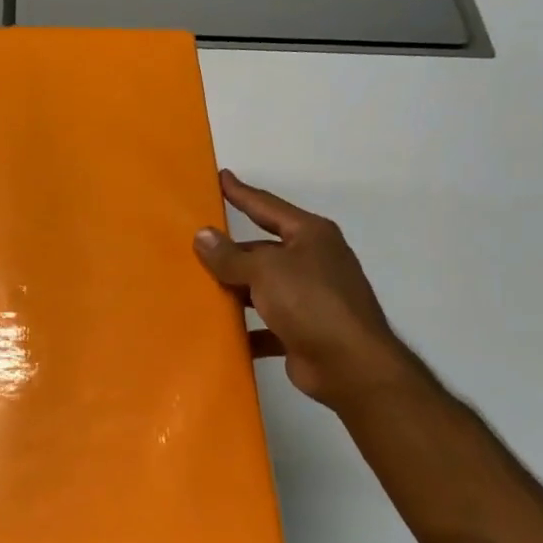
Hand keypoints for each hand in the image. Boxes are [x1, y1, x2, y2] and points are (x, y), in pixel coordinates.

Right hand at [195, 170, 420, 412]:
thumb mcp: (265, 270)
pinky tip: (219, 332)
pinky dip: (245, 328)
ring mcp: (310, 298)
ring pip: (262, 288)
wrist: (350, 365)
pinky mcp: (303, 331)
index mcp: (310, 236)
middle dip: (230, 252)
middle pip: (262, 250)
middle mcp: (313, 262)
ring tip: (196, 288)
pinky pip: (265, 324)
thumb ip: (230, 255)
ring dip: (234, 291)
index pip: (267, 207)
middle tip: (193, 246)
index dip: (241, 193)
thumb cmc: (310, 302)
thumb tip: (202, 235)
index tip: (220, 177)